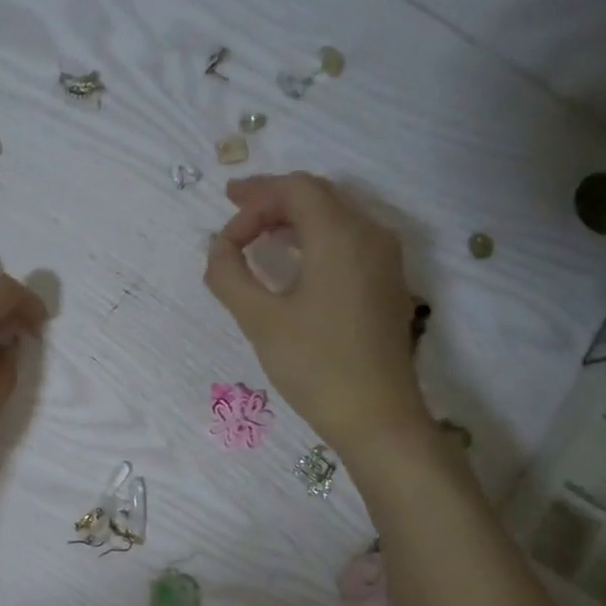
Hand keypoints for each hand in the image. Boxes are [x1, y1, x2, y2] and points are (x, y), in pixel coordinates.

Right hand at [204, 173, 431, 470]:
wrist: (377, 415)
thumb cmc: (315, 365)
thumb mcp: (259, 320)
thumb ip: (229, 275)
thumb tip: (218, 247)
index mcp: (340, 236)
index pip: (295, 189)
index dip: (253, 200)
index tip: (224, 235)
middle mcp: (370, 234)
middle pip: (318, 195)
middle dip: (272, 200)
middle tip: (232, 210)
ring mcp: (385, 259)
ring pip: (335, 216)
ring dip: (293, 218)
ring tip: (257, 235)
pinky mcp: (387, 283)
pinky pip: (348, 240)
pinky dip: (314, 238)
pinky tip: (293, 261)